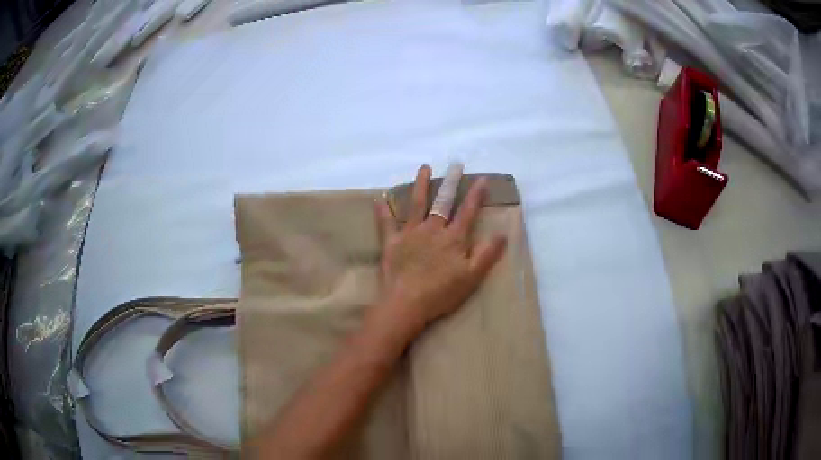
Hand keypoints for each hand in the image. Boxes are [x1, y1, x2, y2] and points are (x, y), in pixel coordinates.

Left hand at [374, 164, 506, 336]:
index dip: (476, 195)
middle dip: (450, 183)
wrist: (407, 303)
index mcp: (453, 238)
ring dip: (421, 185)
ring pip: (417, 204)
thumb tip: (502, 234)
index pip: (467, 212)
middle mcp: (432, 230)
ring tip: (424, 167)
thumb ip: (487, 254)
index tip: (481, 179)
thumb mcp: (472, 277)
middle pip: (443, 202)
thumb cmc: (441, 293)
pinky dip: (383, 210)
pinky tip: (380, 198)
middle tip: (454, 165)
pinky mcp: (392, 242)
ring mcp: (410, 234)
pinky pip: (386, 222)